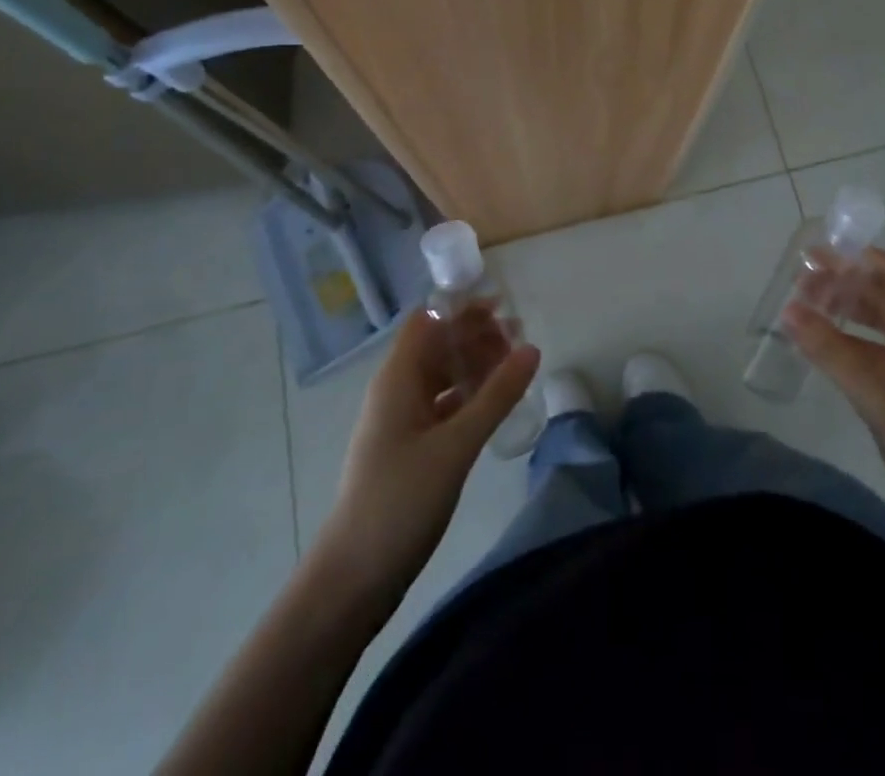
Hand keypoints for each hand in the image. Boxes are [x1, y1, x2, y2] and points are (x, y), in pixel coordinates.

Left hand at [319, 308, 539, 597]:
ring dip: (474, 364)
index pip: (428, 320)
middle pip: (437, 344)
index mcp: (397, 378)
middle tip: (519, 339)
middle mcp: (396, 390)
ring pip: (441, 374)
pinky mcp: (409, 446)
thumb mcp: (456, 445)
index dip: (461, 307)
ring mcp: (401, 419)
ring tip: (515, 367)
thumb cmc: (400, 501)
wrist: (353, 578)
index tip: (503, 306)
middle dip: (475, 334)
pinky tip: (495, 404)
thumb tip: (531, 348)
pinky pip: (442, 404)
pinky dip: (468, 395)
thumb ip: (496, 396)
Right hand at [783, 249, 884, 534]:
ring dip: (847, 307)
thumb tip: (788, 309)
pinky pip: (880, 346)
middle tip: (801, 281)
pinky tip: (827, 345)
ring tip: (807, 306)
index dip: (858, 256)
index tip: (816, 254)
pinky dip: (852, 337)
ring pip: (882, 318)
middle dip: (845, 280)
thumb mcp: (880, 397)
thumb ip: (833, 352)